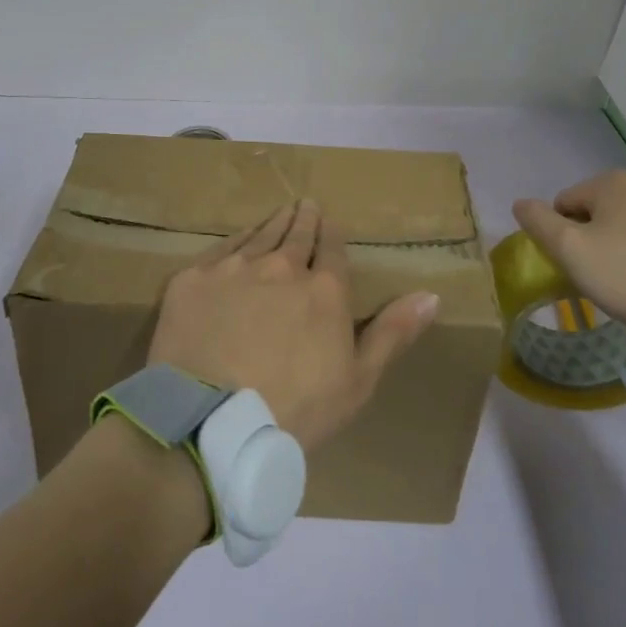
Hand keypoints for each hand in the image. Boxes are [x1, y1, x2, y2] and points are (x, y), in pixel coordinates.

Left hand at [149, 200, 438, 451]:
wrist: (211, 422)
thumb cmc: (295, 410)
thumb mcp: (358, 381)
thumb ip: (393, 332)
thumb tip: (432, 294)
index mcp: (323, 290)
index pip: (332, 250)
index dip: (332, 235)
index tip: (331, 223)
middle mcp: (280, 267)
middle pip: (296, 234)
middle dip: (305, 218)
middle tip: (306, 204)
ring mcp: (234, 269)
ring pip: (259, 235)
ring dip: (273, 222)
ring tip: (281, 211)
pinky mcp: (193, 279)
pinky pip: (220, 249)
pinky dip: (235, 240)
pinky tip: (239, 238)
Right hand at [513, 171, 625, 341]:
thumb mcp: (570, 250)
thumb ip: (538, 222)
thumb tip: (520, 203)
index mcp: (615, 181)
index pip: (564, 202)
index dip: (561, 235)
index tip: (575, 264)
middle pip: (595, 211)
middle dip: (589, 238)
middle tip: (596, 274)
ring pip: (624, 225)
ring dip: (614, 246)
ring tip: (622, 281)